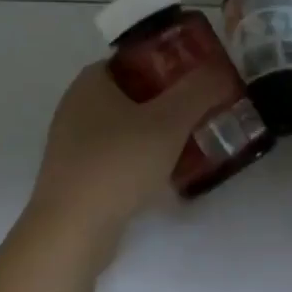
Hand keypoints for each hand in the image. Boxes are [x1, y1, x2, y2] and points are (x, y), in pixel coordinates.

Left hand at [28, 61, 227, 247]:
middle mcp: (77, 105)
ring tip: (195, 140)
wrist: (70, 233)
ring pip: (127, 126)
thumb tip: (221, 71)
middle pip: (134, 92)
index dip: (171, 61)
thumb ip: (199, 91)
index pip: (137, 57)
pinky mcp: (77, 176)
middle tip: (204, 108)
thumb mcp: (169, 121)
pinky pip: (118, 155)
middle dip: (170, 100)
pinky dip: (142, 159)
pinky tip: (168, 173)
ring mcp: (73, 143)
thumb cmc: (118, 163)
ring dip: (158, 132)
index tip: (201, 76)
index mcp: (92, 81)